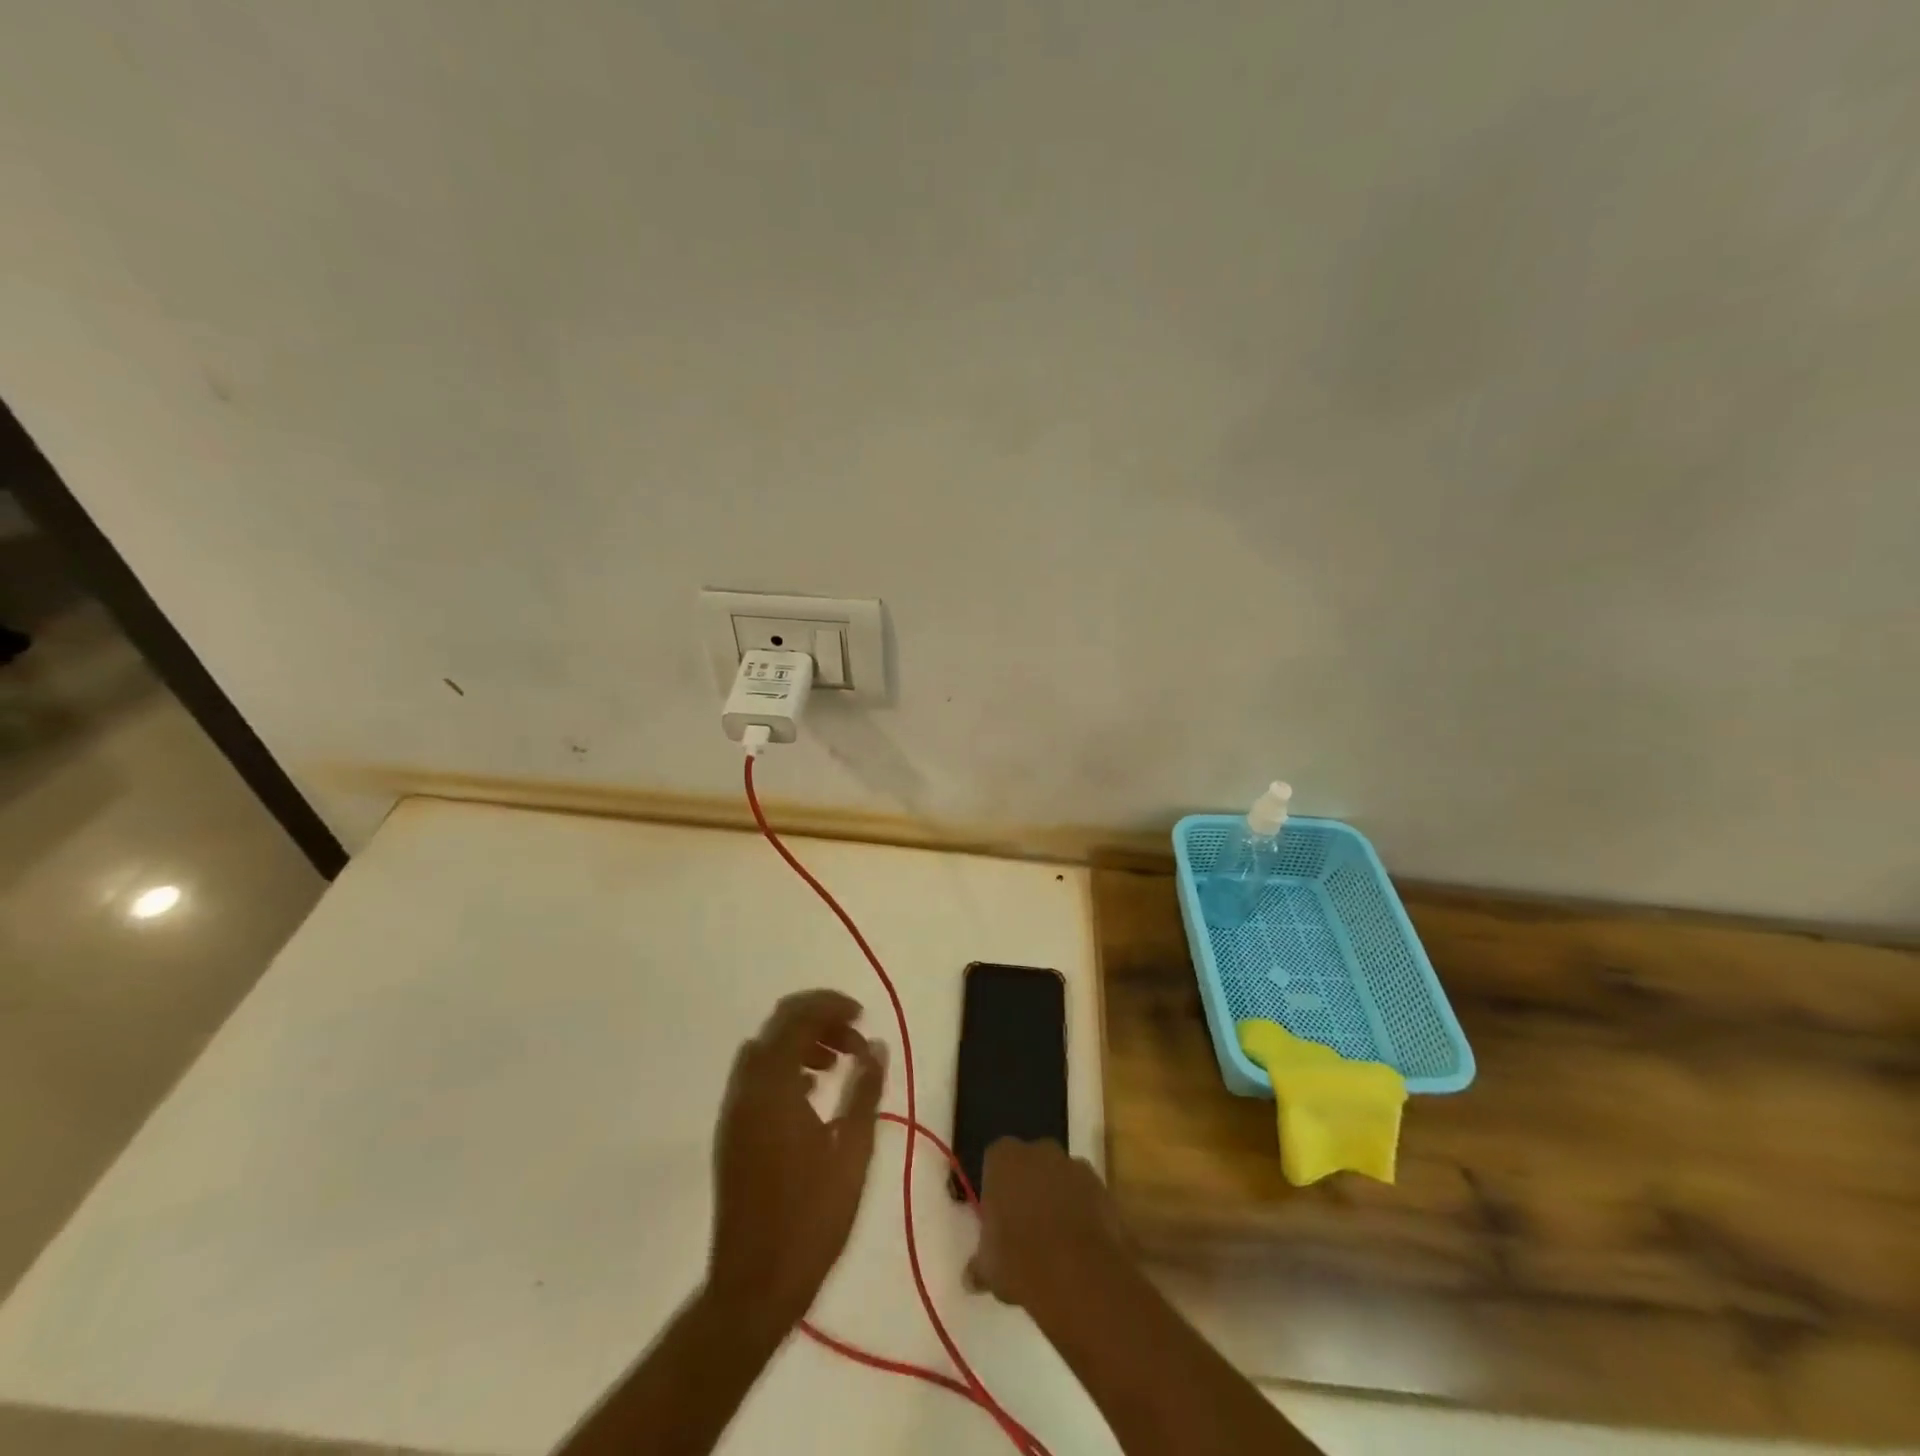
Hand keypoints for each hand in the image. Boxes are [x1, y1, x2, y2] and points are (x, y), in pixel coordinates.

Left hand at [707, 990, 886, 1325]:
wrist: (754, 1286)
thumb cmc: (811, 1218)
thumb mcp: (852, 1151)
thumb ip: (865, 1090)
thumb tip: (876, 1045)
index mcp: (773, 1085)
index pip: (798, 1017)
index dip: (832, 1006)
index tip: (864, 1016)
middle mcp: (746, 1088)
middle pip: (778, 1026)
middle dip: (819, 1020)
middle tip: (856, 1040)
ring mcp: (734, 1110)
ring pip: (767, 1050)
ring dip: (802, 1043)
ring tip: (840, 1065)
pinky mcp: (733, 1132)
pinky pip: (758, 1077)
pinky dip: (786, 1067)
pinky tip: (813, 1093)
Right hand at [966, 1137, 1127, 1309]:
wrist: (1078, 1273)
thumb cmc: (1020, 1261)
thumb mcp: (988, 1268)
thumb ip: (980, 1265)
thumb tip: (972, 1277)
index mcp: (1003, 1158)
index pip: (995, 1161)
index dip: (997, 1188)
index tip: (999, 1218)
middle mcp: (1039, 1150)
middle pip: (1031, 1164)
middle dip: (1029, 1188)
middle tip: (1026, 1228)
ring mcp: (1073, 1165)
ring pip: (1060, 1178)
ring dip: (1058, 1199)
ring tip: (1057, 1243)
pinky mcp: (1102, 1186)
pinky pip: (1086, 1196)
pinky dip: (1083, 1213)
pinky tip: (1080, 1247)